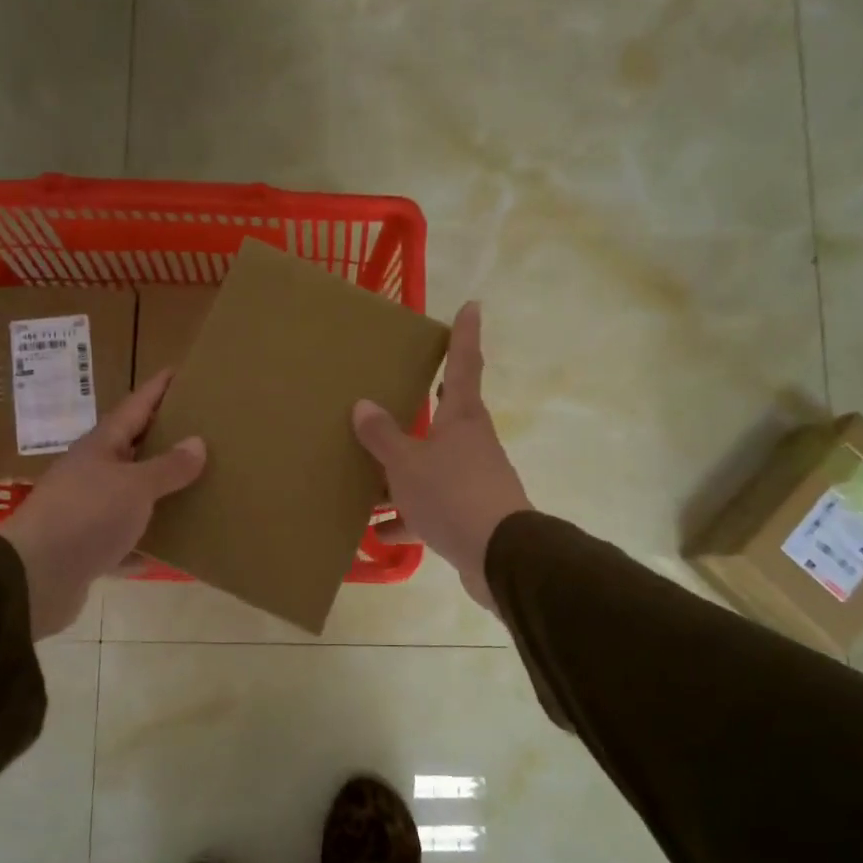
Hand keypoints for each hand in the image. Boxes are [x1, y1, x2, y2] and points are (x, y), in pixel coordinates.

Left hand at [0, 370, 205, 638]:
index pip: (135, 406)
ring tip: (199, 485)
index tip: (181, 370)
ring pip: (132, 495)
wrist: (33, 578)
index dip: (158, 388)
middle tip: (204, 429)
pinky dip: (148, 541)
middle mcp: (92, 473)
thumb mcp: (134, 486)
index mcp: (101, 447)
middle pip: (134, 449)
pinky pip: (127, 539)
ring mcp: (88, 511)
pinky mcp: (89, 548)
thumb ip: (168, 467)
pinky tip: (174, 546)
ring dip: (160, 492)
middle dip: (165, 439)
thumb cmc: (86, 517)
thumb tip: (197, 442)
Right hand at [353, 301, 530, 612]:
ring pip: (431, 468)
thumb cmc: (452, 494)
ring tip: (366, 482)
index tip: (473, 305)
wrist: (500, 557)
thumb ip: (383, 436)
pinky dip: (408, 518)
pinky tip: (378, 533)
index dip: (465, 335)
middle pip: (446, 417)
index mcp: (461, 419)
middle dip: (424, 408)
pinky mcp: (469, 516)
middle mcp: (471, 444)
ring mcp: (472, 481)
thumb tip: (363, 405)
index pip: (463, 364)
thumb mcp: (407, 464)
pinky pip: (430, 508)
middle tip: (401, 392)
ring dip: (402, 475)